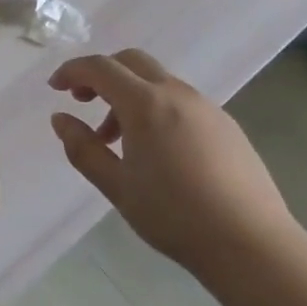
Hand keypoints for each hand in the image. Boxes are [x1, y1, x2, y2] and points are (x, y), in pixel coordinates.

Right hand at [49, 50, 297, 281]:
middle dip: (101, 74)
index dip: (72, 71)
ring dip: (129, 95)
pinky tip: (157, 149)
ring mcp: (207, 107)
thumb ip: (83, 148)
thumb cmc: (175, 216)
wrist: (251, 244)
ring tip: (118, 139)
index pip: (100, 68)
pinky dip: (156, 108)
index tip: (54, 87)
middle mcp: (177, 94)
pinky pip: (181, 101)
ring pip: (157, 81)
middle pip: (131, 61)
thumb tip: (60, 119)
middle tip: (83, 101)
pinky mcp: (227, 125)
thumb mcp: (117, 186)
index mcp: (145, 104)